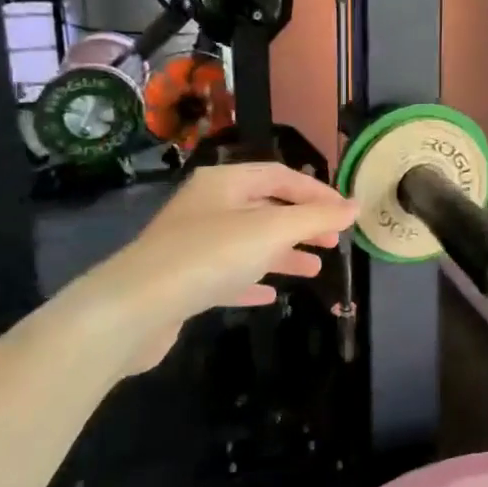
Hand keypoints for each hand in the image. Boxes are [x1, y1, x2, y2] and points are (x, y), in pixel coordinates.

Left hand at [63, 162, 355, 375]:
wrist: (132, 310)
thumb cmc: (208, 256)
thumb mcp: (271, 231)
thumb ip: (315, 218)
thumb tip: (355, 205)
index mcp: (223, 182)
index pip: (279, 176)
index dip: (316, 192)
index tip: (345, 213)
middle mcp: (206, 206)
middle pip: (264, 207)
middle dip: (301, 224)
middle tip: (333, 242)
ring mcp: (191, 244)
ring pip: (248, 242)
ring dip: (283, 254)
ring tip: (314, 270)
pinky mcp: (182, 281)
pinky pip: (226, 274)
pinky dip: (252, 279)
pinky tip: (270, 295)